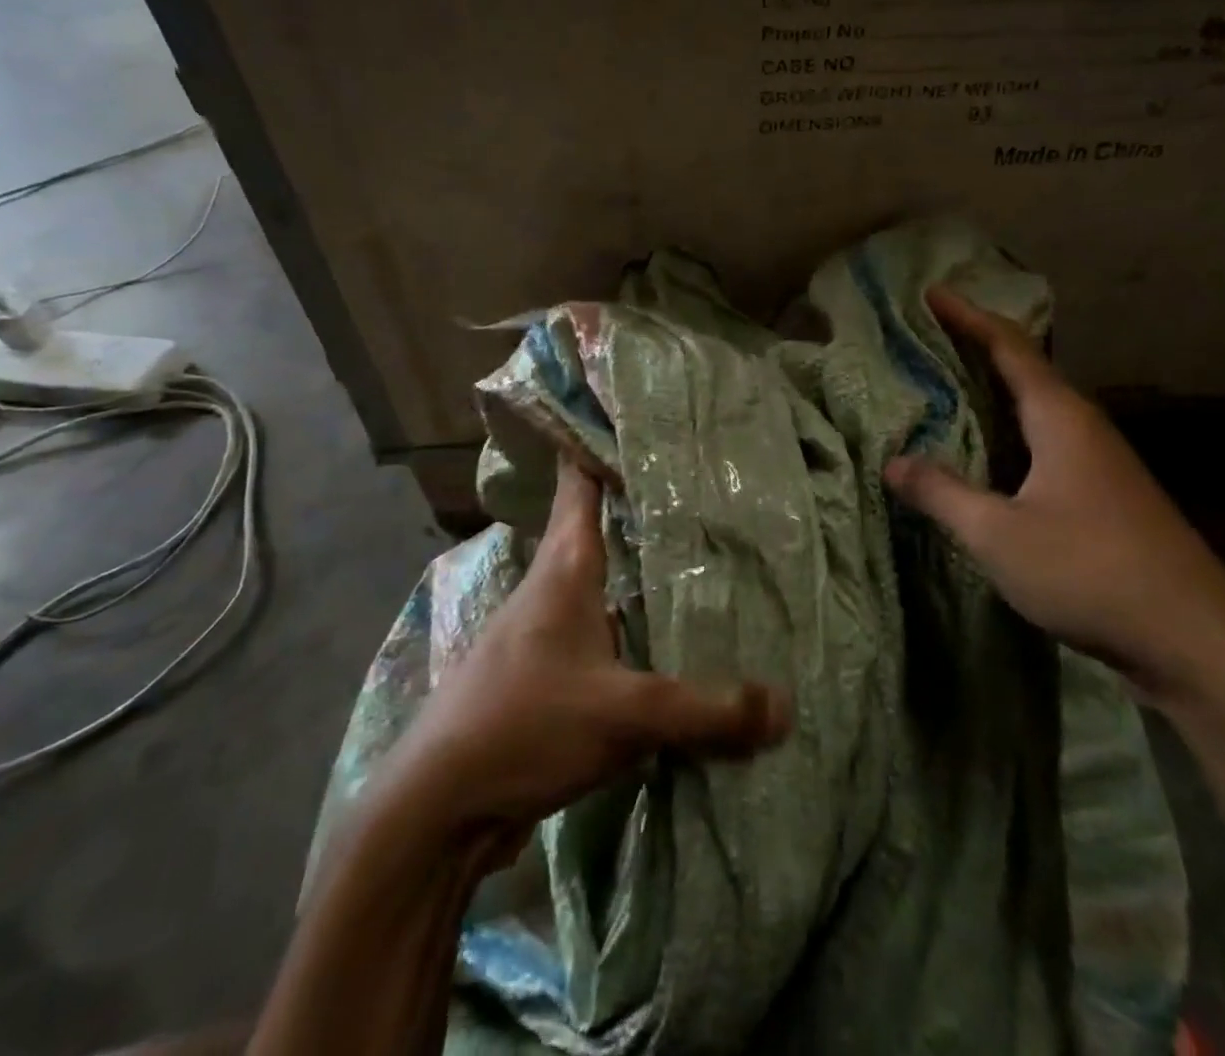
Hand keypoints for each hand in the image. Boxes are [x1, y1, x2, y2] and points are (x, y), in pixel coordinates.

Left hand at [370, 460, 792, 846]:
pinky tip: (671, 637)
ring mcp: (547, 632)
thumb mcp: (623, 714)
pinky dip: (637, 623)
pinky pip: (605, 631)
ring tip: (702, 555)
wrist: (437, 811)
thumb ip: (706, 710)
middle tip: (704, 484)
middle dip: (646, 504)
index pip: (580, 480)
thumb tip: (787, 707)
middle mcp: (554, 587)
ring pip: (607, 580)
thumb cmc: (523, 726)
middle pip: (602, 525)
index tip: (642, 414)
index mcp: (564, 567)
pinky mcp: (549, 675)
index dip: (602, 441)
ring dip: (643, 568)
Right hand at [883, 286, 1224, 702]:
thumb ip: (943, 493)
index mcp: (1061, 418)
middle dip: (977, 348)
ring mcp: (1101, 462)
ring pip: (1037, 410)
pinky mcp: (1106, 495)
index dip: (969, 316)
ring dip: (994, 392)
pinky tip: (988, 457)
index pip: (1009, 347)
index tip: (932, 293)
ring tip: (947, 388)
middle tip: (929, 338)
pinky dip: (1009, 433)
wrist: (1195, 640)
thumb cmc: (1090, 571)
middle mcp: (1084, 427)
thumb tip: (893, 462)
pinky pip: (1046, 443)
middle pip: (1025, 370)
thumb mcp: (999, 534)